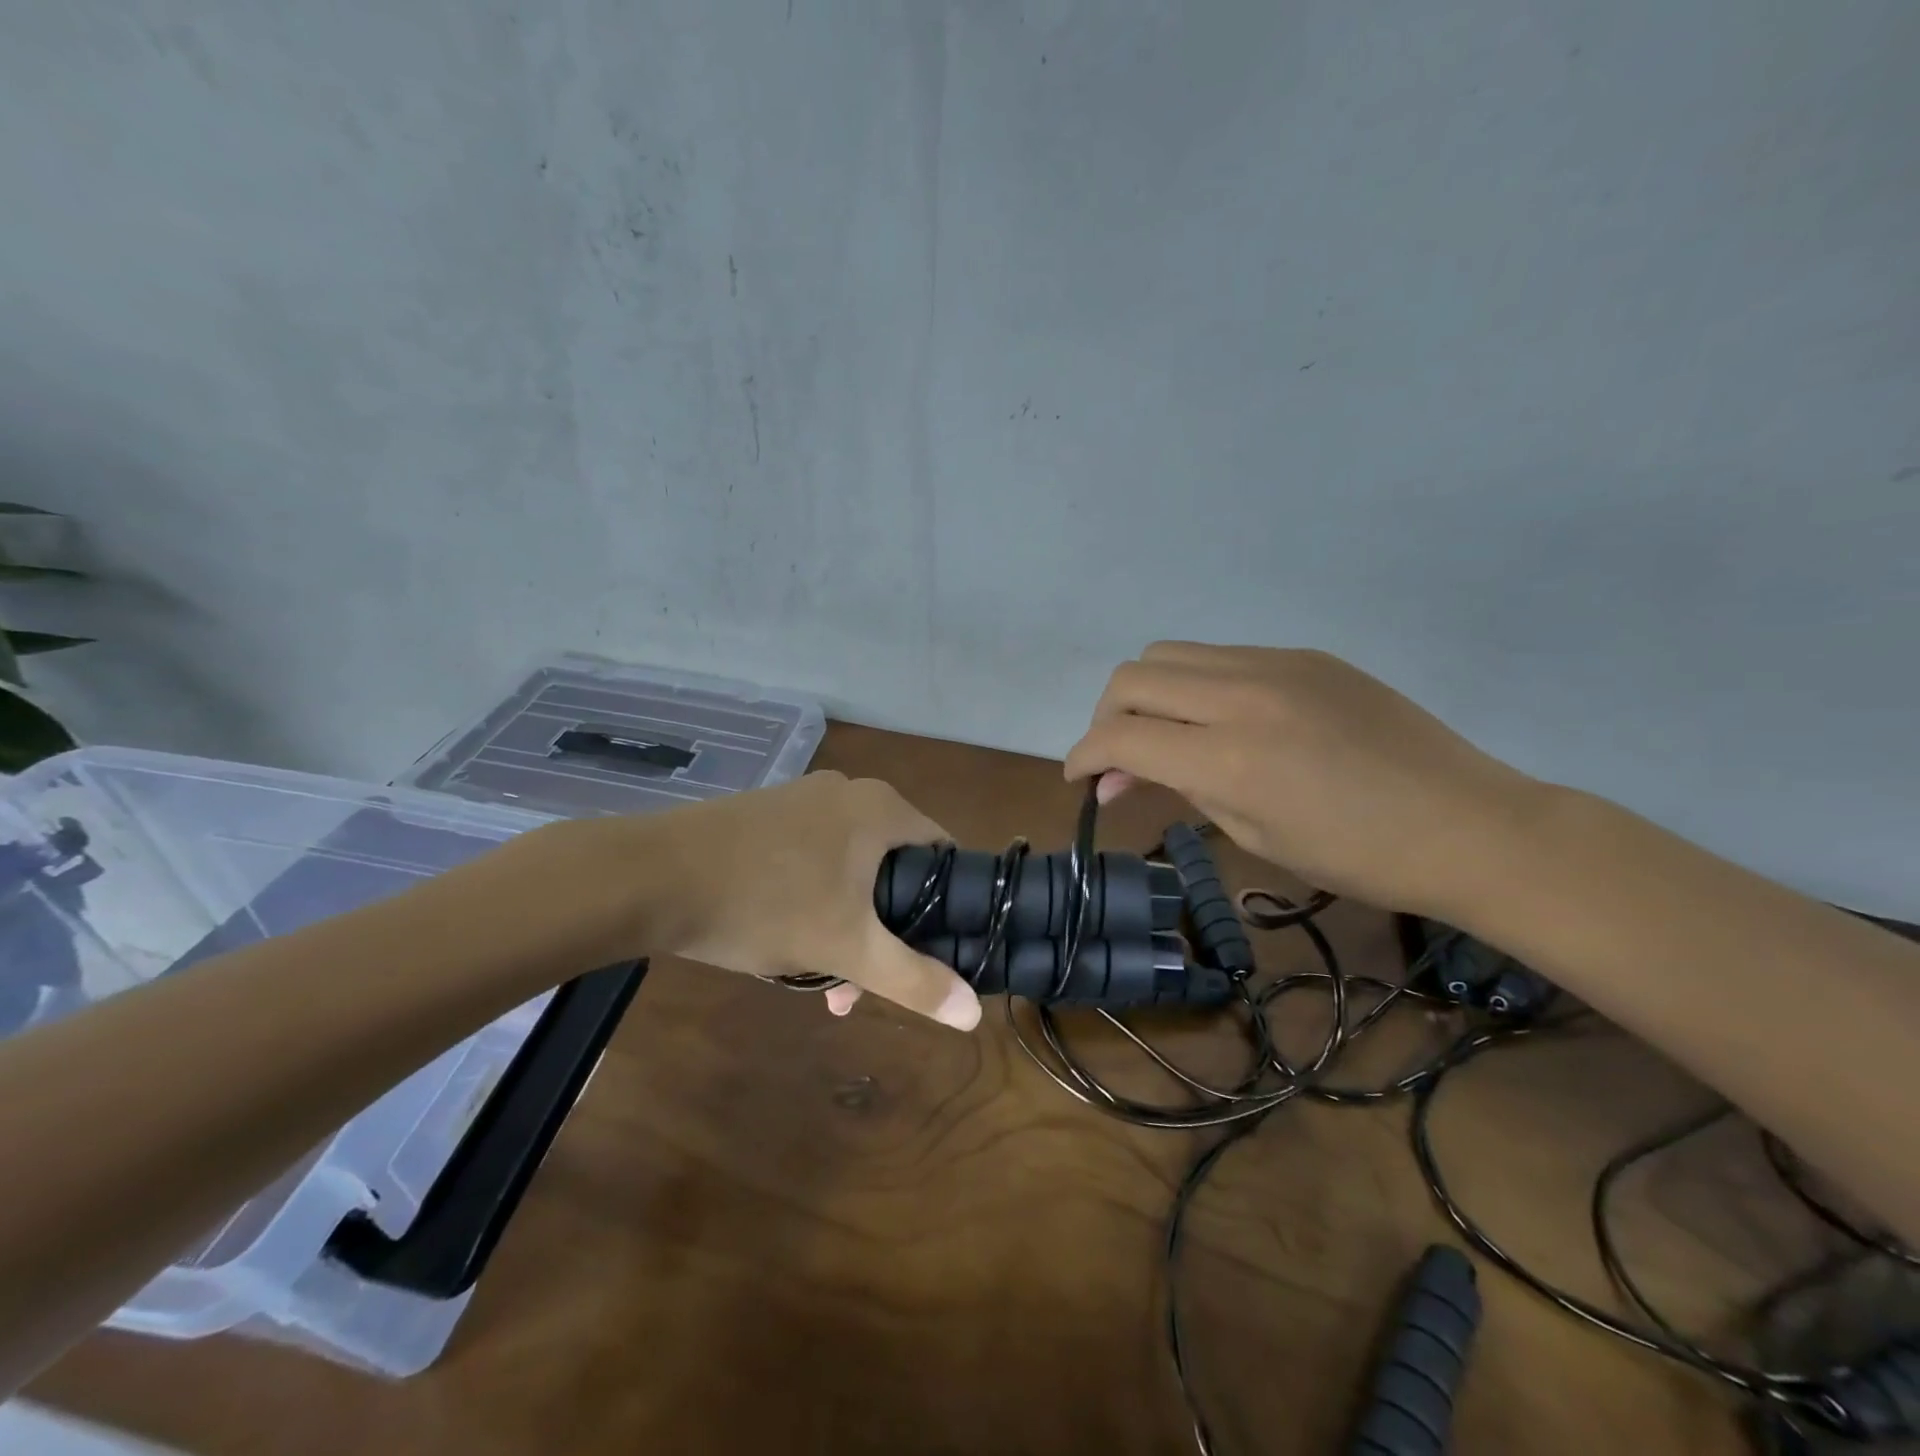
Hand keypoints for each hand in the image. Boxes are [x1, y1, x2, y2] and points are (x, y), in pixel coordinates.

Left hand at [556, 771, 980, 1028]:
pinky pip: (813, 859)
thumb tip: (974, 1014)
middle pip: (894, 868)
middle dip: (883, 932)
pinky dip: (812, 900)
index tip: (929, 954)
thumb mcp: (846, 949)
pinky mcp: (768, 814)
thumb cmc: (765, 904)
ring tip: (817, 981)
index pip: (945, 855)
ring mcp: (804, 799)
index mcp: (882, 809)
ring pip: (850, 870)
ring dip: (845, 925)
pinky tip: (783, 939)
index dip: (949, 908)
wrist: (651, 877)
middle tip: (859, 986)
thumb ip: (915, 980)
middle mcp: (850, 793)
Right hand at [1063, 643, 1543, 915]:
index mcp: (1228, 757)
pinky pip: (1221, 656)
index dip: (1082, 757)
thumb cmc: (1357, 857)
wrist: (1469, 824)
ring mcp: (1276, 665)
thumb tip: (1118, 779)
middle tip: (1119, 760)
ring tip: (1165, 736)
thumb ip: (1178, 790)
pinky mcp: (1304, 655)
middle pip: (1131, 678)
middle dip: (1106, 718)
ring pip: (1169, 653)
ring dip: (1147, 694)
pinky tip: (1221, 721)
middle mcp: (1242, 695)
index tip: (1079, 779)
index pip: (1119, 736)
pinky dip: (1196, 686)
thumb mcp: (1253, 835)